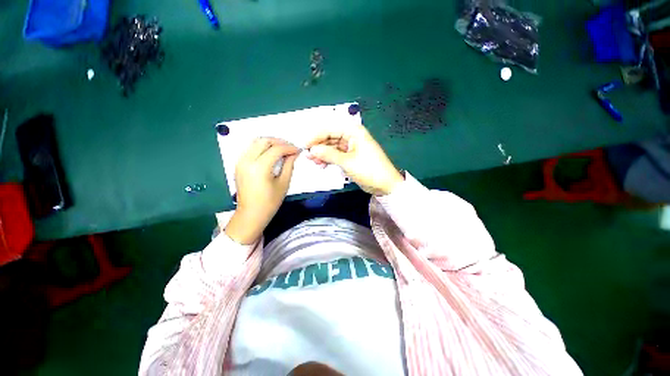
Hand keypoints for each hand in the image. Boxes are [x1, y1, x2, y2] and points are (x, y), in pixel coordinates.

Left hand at [225, 138, 298, 244]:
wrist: (251, 214)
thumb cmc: (269, 202)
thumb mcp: (283, 183)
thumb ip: (289, 165)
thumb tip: (294, 153)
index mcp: (259, 167)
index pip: (276, 149)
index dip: (289, 148)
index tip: (298, 150)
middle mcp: (247, 161)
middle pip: (264, 140)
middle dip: (279, 141)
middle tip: (290, 148)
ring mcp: (240, 161)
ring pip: (255, 142)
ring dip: (270, 143)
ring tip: (282, 150)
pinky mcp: (238, 164)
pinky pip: (250, 148)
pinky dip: (262, 147)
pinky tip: (271, 154)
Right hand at [306, 124, 403, 195]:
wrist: (385, 185)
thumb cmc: (369, 170)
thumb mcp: (347, 162)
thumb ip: (329, 154)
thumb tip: (312, 149)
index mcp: (354, 131)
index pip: (330, 129)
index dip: (316, 136)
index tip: (305, 145)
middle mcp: (352, 136)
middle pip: (330, 137)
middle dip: (318, 146)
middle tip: (307, 155)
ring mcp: (351, 147)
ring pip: (332, 147)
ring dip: (322, 153)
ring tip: (313, 162)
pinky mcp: (351, 157)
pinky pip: (336, 155)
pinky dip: (328, 159)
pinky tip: (322, 165)